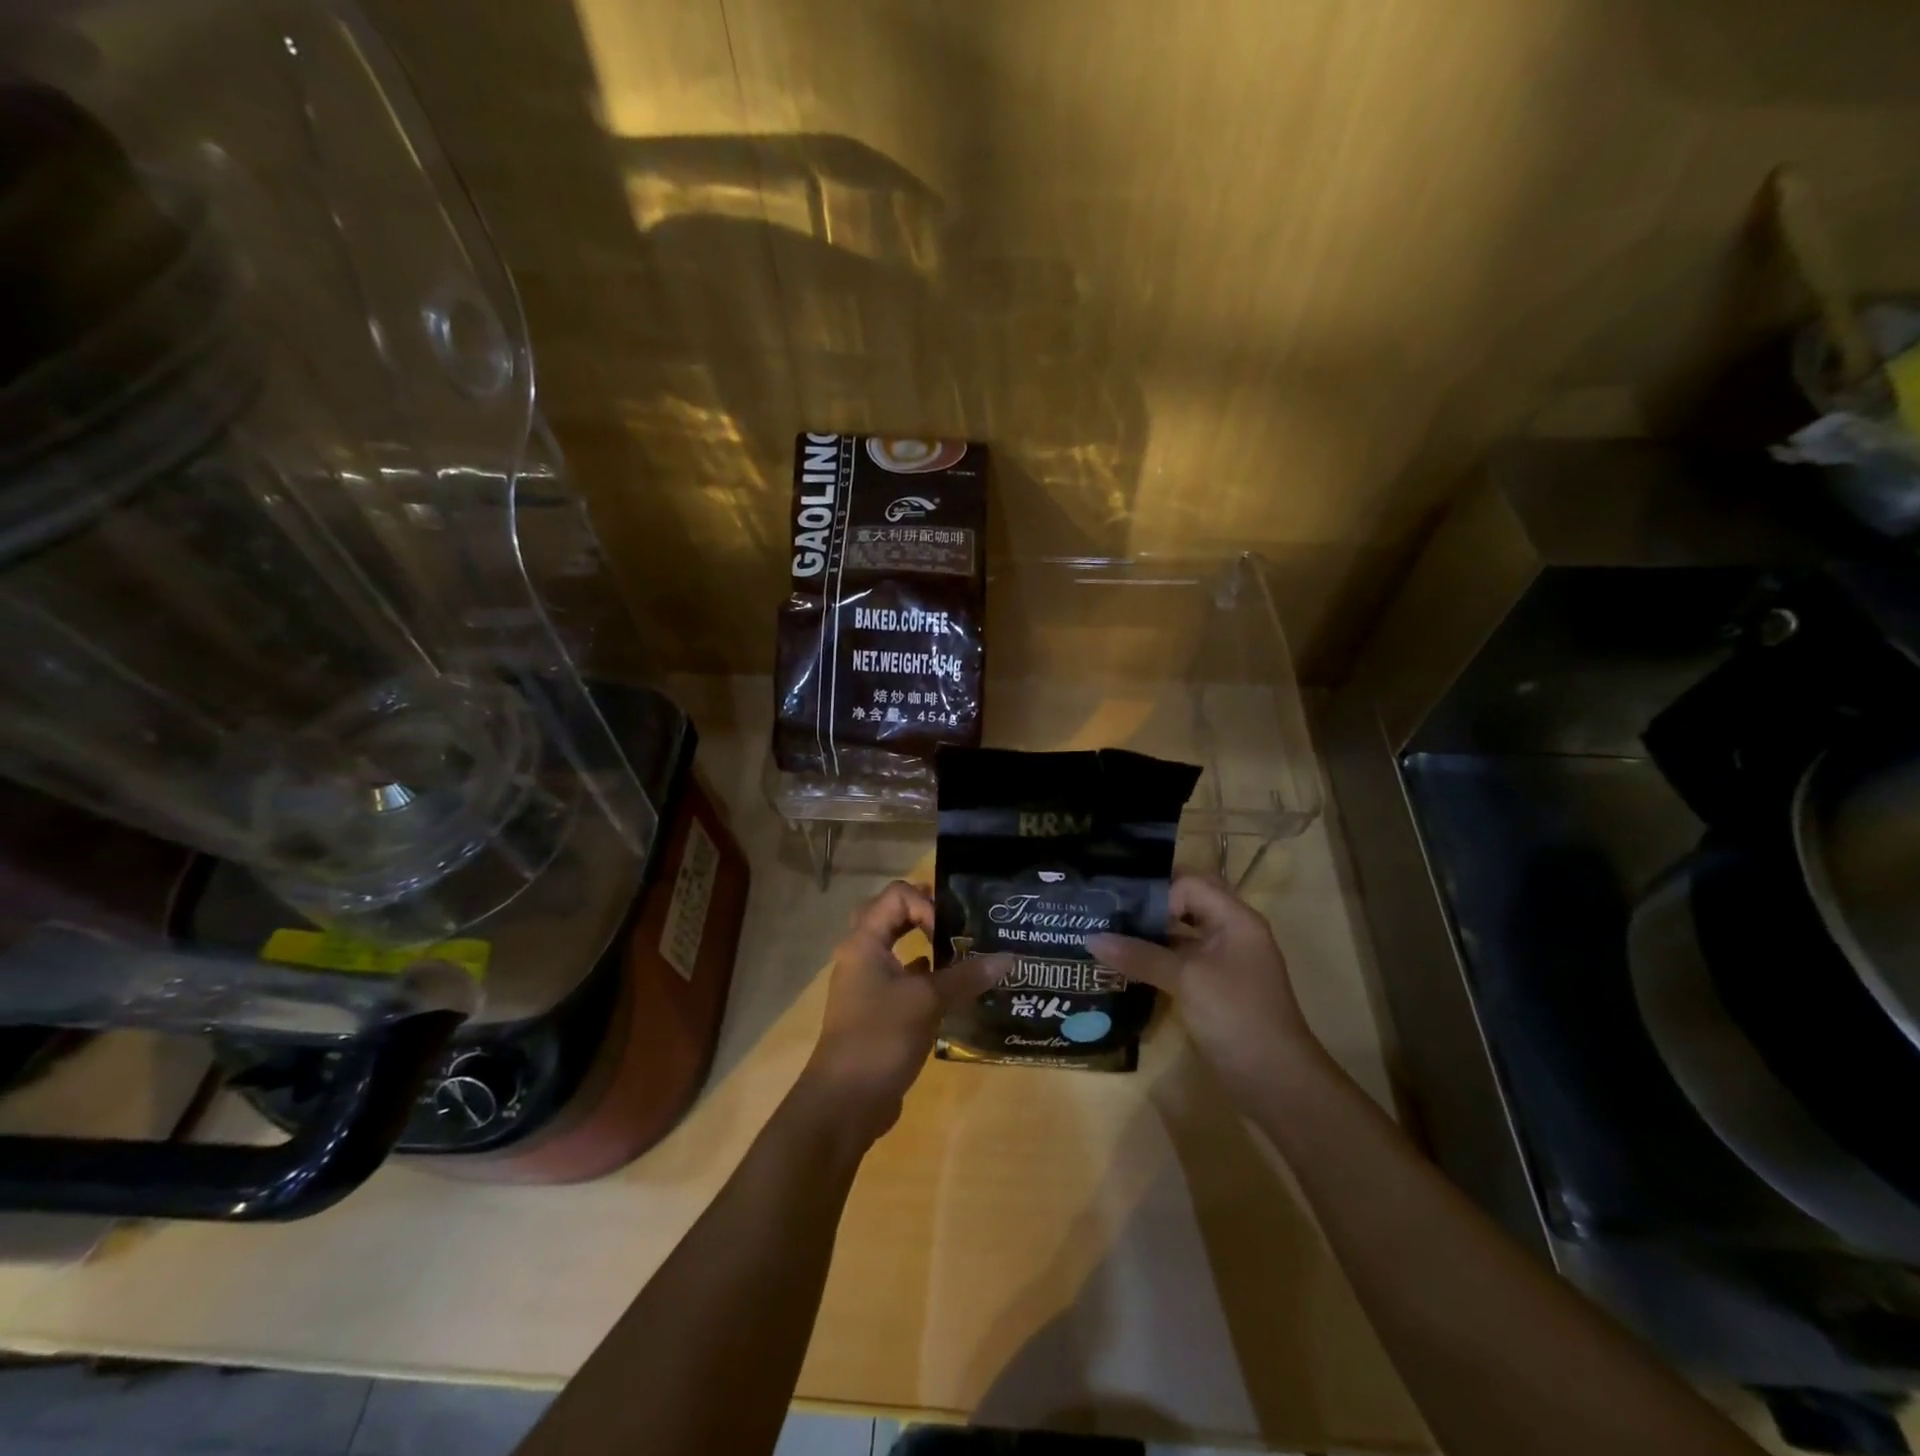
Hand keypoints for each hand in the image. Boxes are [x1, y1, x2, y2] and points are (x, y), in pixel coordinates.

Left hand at [800, 881, 1009, 1142]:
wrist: (845, 1103)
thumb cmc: (880, 1038)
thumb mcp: (926, 1002)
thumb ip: (966, 977)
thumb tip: (1008, 957)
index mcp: (864, 942)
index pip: (897, 896)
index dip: (927, 904)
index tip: (950, 931)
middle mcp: (863, 956)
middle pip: (893, 917)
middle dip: (927, 915)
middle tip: (960, 924)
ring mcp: (868, 986)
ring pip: (899, 951)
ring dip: (929, 948)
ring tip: (967, 953)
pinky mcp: (878, 1012)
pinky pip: (905, 982)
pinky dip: (929, 980)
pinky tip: (956, 991)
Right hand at [1088, 871, 1320, 1101]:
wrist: (1275, 1081)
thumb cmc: (1235, 1016)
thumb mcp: (1185, 979)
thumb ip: (1140, 955)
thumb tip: (1091, 939)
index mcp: (1235, 918)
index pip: (1189, 884)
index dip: (1157, 892)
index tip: (1123, 909)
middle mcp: (1232, 932)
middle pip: (1187, 903)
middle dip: (1151, 905)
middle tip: (1111, 910)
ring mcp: (1224, 961)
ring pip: (1182, 932)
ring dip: (1151, 933)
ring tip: (1109, 934)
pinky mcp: (1214, 987)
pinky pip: (1182, 960)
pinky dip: (1157, 958)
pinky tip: (1127, 965)